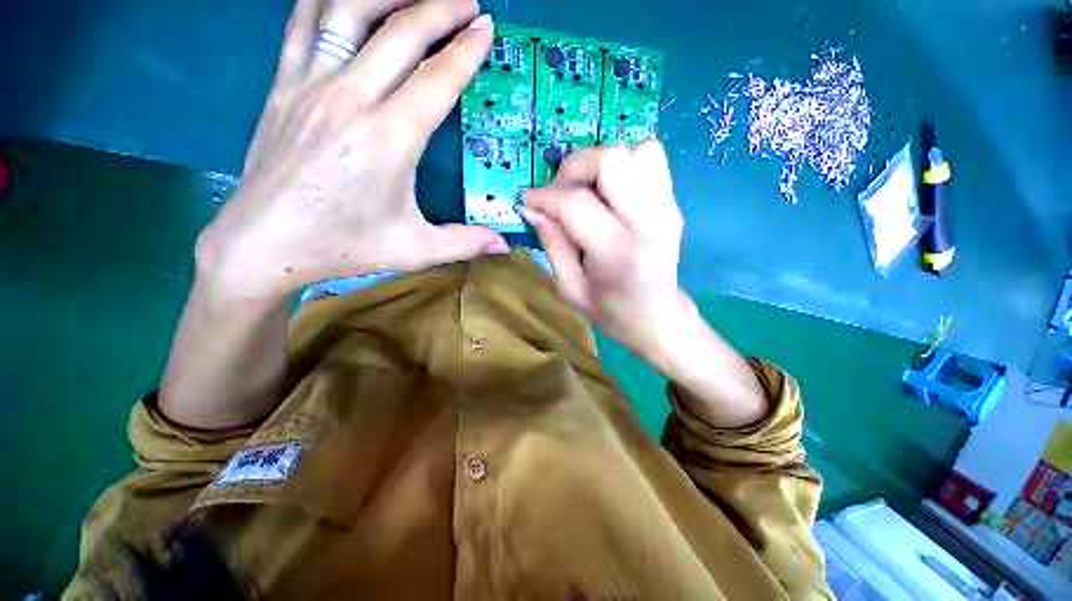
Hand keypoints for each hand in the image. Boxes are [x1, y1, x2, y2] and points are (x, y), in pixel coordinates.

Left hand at [197, 0, 506, 299]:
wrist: (264, 244)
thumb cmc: (344, 247)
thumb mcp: (415, 250)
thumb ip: (465, 243)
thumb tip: (505, 245)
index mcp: (390, 139)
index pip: (437, 78)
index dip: (466, 50)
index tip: (486, 28)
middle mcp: (351, 98)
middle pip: (401, 32)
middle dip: (440, 8)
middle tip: (467, 3)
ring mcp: (310, 84)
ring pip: (349, 10)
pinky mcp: (282, 85)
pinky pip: (303, 21)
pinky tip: (351, 0)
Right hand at [524, 143, 767, 426]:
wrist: (660, 318)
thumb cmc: (613, 313)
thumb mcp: (572, 288)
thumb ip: (552, 244)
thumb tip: (532, 208)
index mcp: (619, 255)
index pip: (577, 203)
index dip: (546, 196)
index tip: (529, 201)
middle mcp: (650, 224)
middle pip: (613, 161)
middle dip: (575, 168)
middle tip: (560, 192)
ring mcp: (668, 209)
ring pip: (636, 151)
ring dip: (601, 163)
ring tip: (586, 190)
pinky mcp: (674, 204)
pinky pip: (651, 159)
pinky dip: (623, 164)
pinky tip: (609, 191)